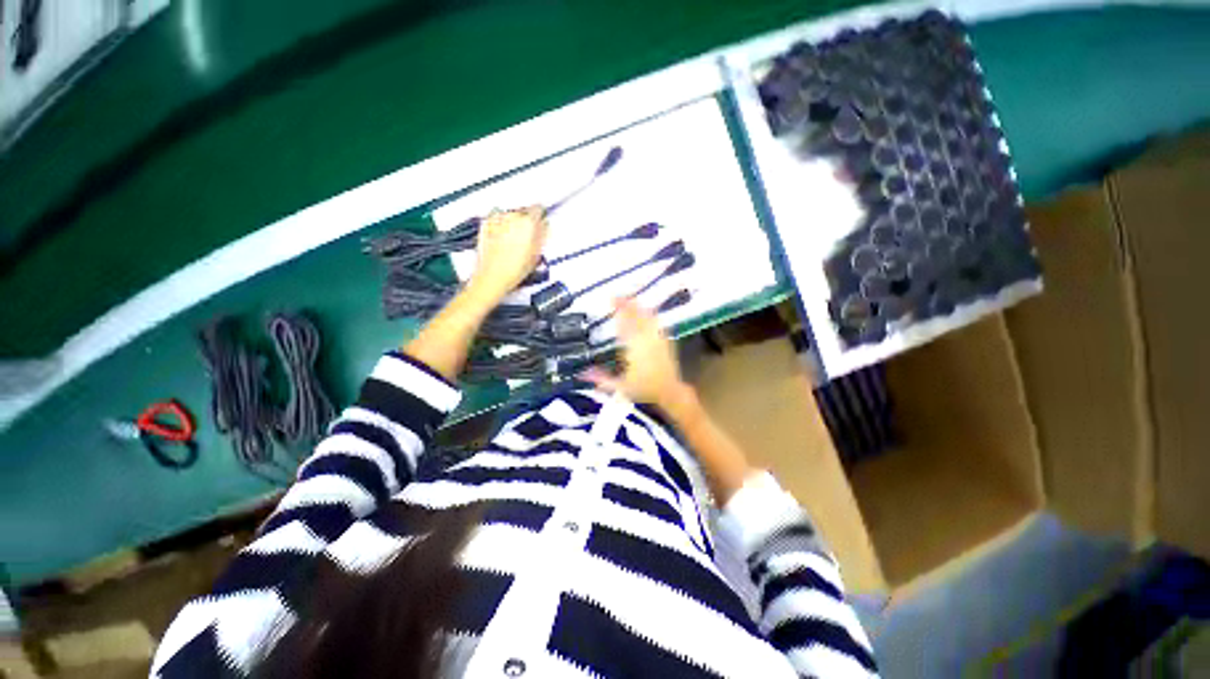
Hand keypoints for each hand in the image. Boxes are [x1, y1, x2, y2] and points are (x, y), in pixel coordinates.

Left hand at [467, 206, 547, 302]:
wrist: (493, 276)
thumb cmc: (515, 269)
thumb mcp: (537, 254)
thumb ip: (542, 235)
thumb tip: (544, 225)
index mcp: (528, 222)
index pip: (538, 208)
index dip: (540, 215)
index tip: (540, 221)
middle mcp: (512, 216)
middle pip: (523, 211)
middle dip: (526, 220)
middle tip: (527, 235)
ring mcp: (497, 219)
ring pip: (510, 214)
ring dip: (513, 222)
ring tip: (514, 239)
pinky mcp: (485, 224)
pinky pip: (497, 219)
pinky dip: (501, 225)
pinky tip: (502, 238)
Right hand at [582, 298, 690, 407]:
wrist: (670, 392)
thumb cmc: (645, 389)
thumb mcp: (620, 387)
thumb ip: (601, 379)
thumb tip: (581, 373)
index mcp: (635, 347)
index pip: (626, 323)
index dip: (619, 309)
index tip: (612, 299)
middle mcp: (647, 339)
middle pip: (638, 315)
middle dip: (628, 303)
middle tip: (618, 295)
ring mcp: (658, 339)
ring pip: (649, 317)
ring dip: (639, 307)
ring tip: (631, 299)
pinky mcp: (666, 341)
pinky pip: (657, 323)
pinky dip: (650, 315)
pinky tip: (647, 313)